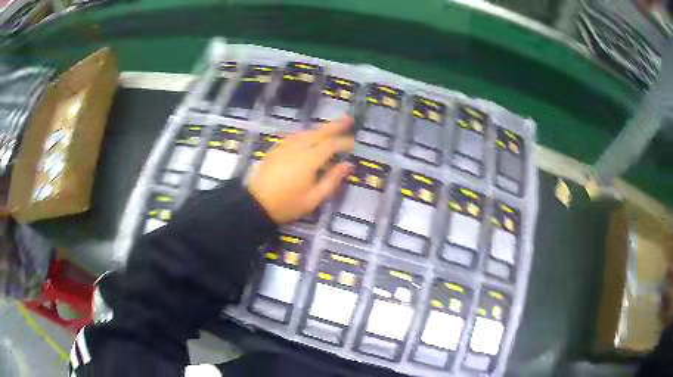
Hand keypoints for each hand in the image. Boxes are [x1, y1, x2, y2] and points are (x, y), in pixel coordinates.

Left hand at [249, 116, 354, 223]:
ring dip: (321, 128)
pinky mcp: (277, 148)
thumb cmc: (287, 204)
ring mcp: (285, 146)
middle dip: (336, 125)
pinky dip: (308, 133)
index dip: (344, 142)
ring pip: (307, 131)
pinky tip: (311, 137)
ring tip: (333, 127)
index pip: (331, 145)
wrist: (256, 203)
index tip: (354, 144)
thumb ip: (332, 180)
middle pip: (320, 131)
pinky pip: (296, 136)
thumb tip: (347, 165)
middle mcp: (298, 147)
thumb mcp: (314, 198)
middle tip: (349, 119)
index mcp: (309, 159)